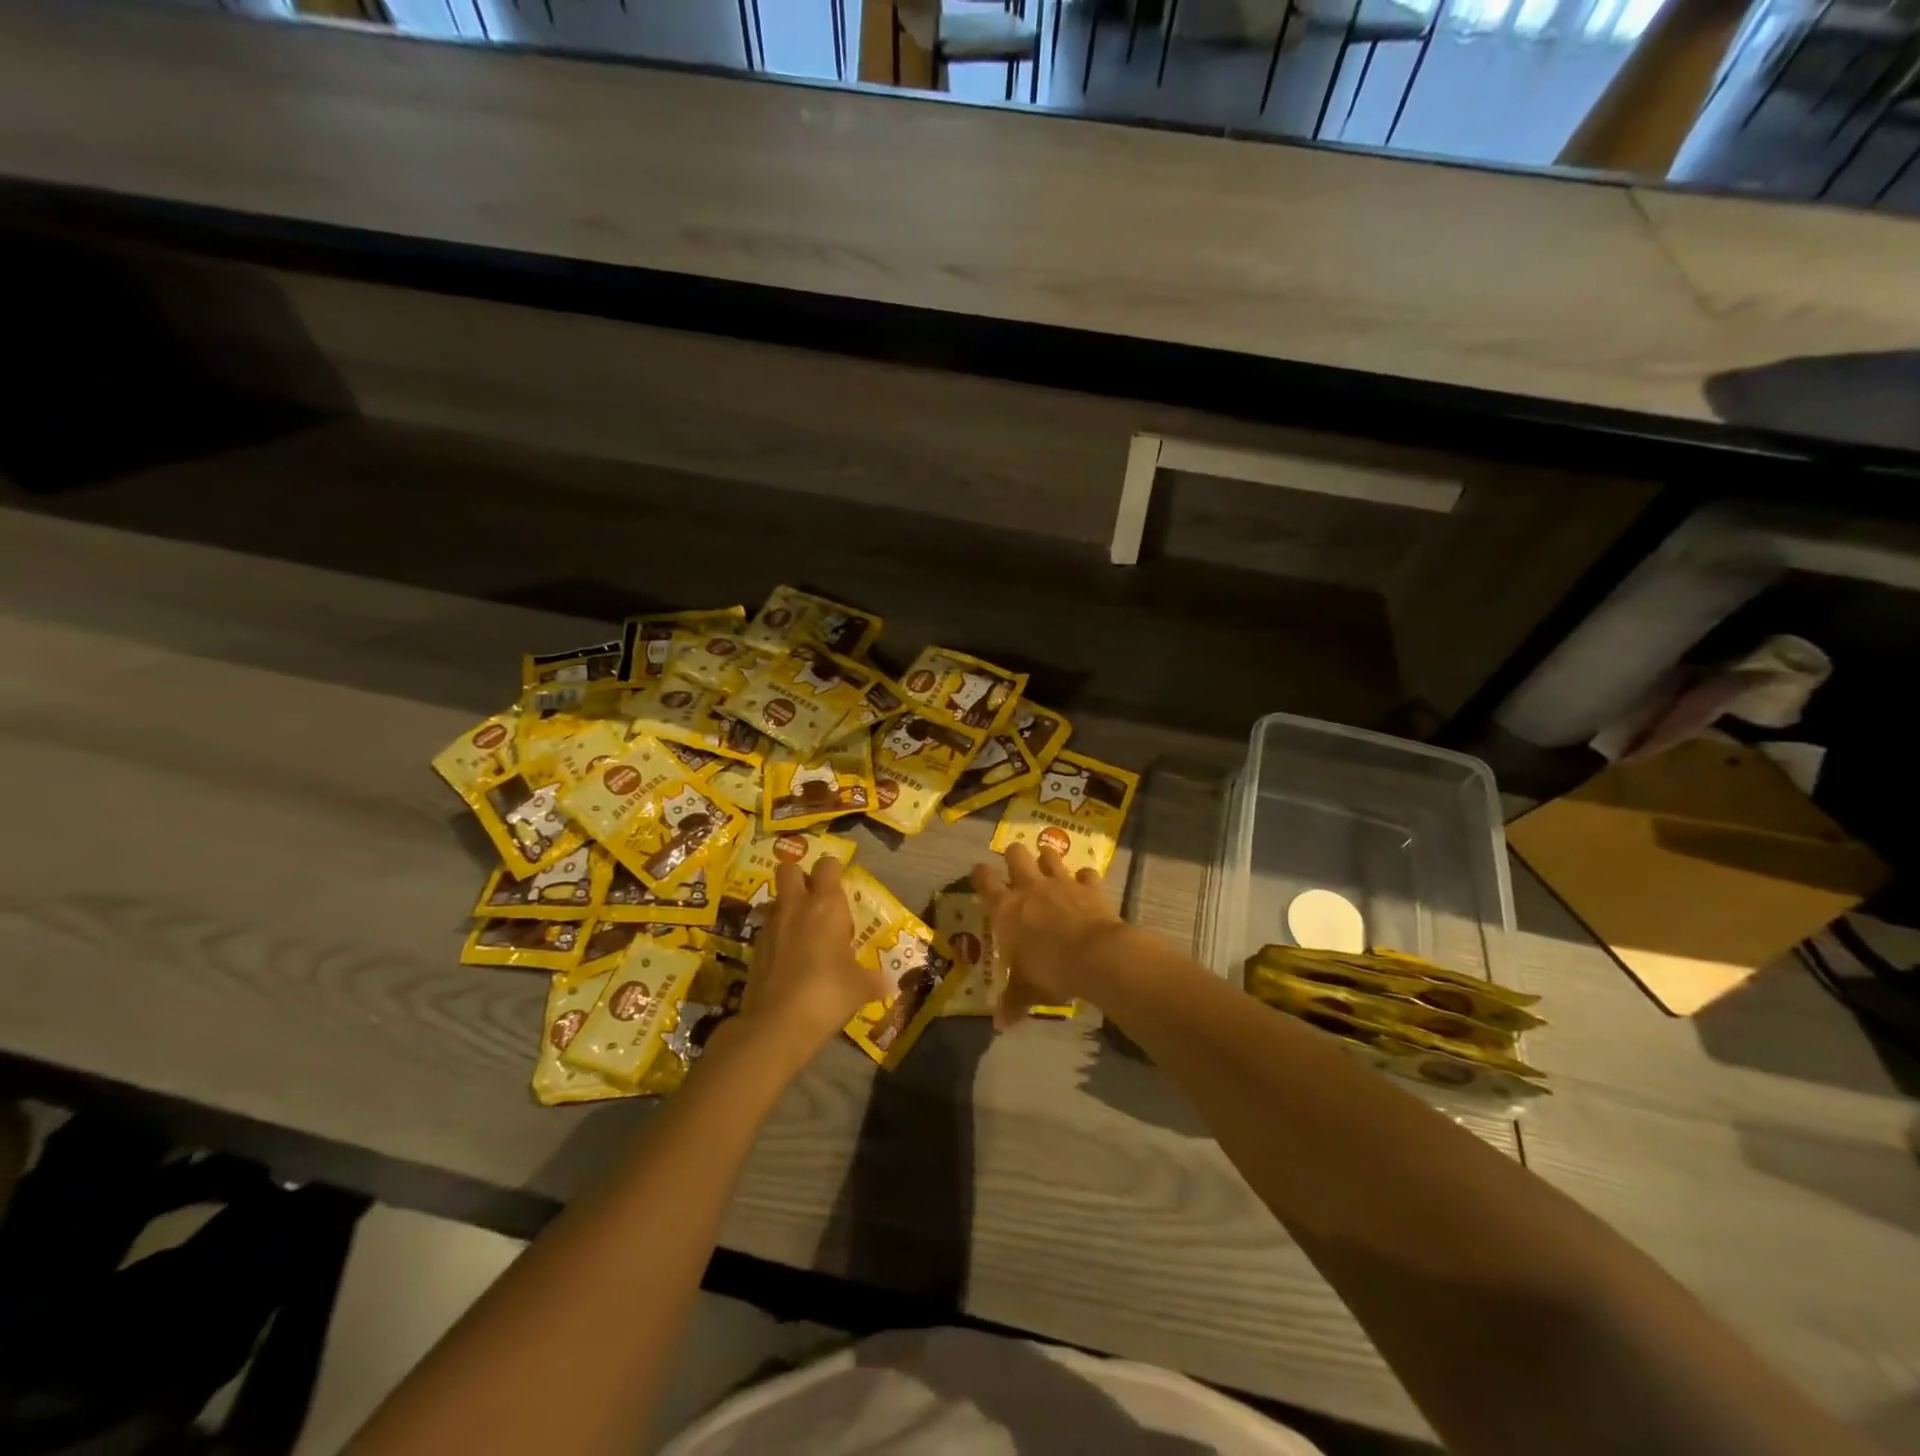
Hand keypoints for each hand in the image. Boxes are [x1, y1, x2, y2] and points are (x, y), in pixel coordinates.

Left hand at [738, 857, 889, 1067]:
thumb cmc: (828, 992)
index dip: (833, 869)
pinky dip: (777, 938)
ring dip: (787, 909)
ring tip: (803, 934)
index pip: (827, 865)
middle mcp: (795, 907)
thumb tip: (889, 984)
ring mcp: (770, 927)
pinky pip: (766, 931)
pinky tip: (789, 961)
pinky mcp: (753, 950)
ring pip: (775, 901)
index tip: (840, 884)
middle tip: (815, 899)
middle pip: (788, 869)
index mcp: (826, 905)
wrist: (778, 1023)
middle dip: (800, 877)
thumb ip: (873, 980)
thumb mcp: (860, 987)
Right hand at [971, 844, 1126, 1028]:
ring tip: (1046, 861)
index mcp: (1007, 909)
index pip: (985, 882)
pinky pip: (1086, 874)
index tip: (978, 871)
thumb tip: (1000, 1024)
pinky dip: (1085, 877)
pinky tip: (1085, 883)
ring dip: (1047, 857)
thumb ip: (1013, 1001)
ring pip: (1049, 855)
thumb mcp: (1028, 990)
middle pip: (1015, 855)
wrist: (1095, 956)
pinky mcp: (1088, 886)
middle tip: (1015, 862)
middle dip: (1013, 855)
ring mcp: (1061, 883)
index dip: (980, 874)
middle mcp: (1030, 888)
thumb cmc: (1051, 971)